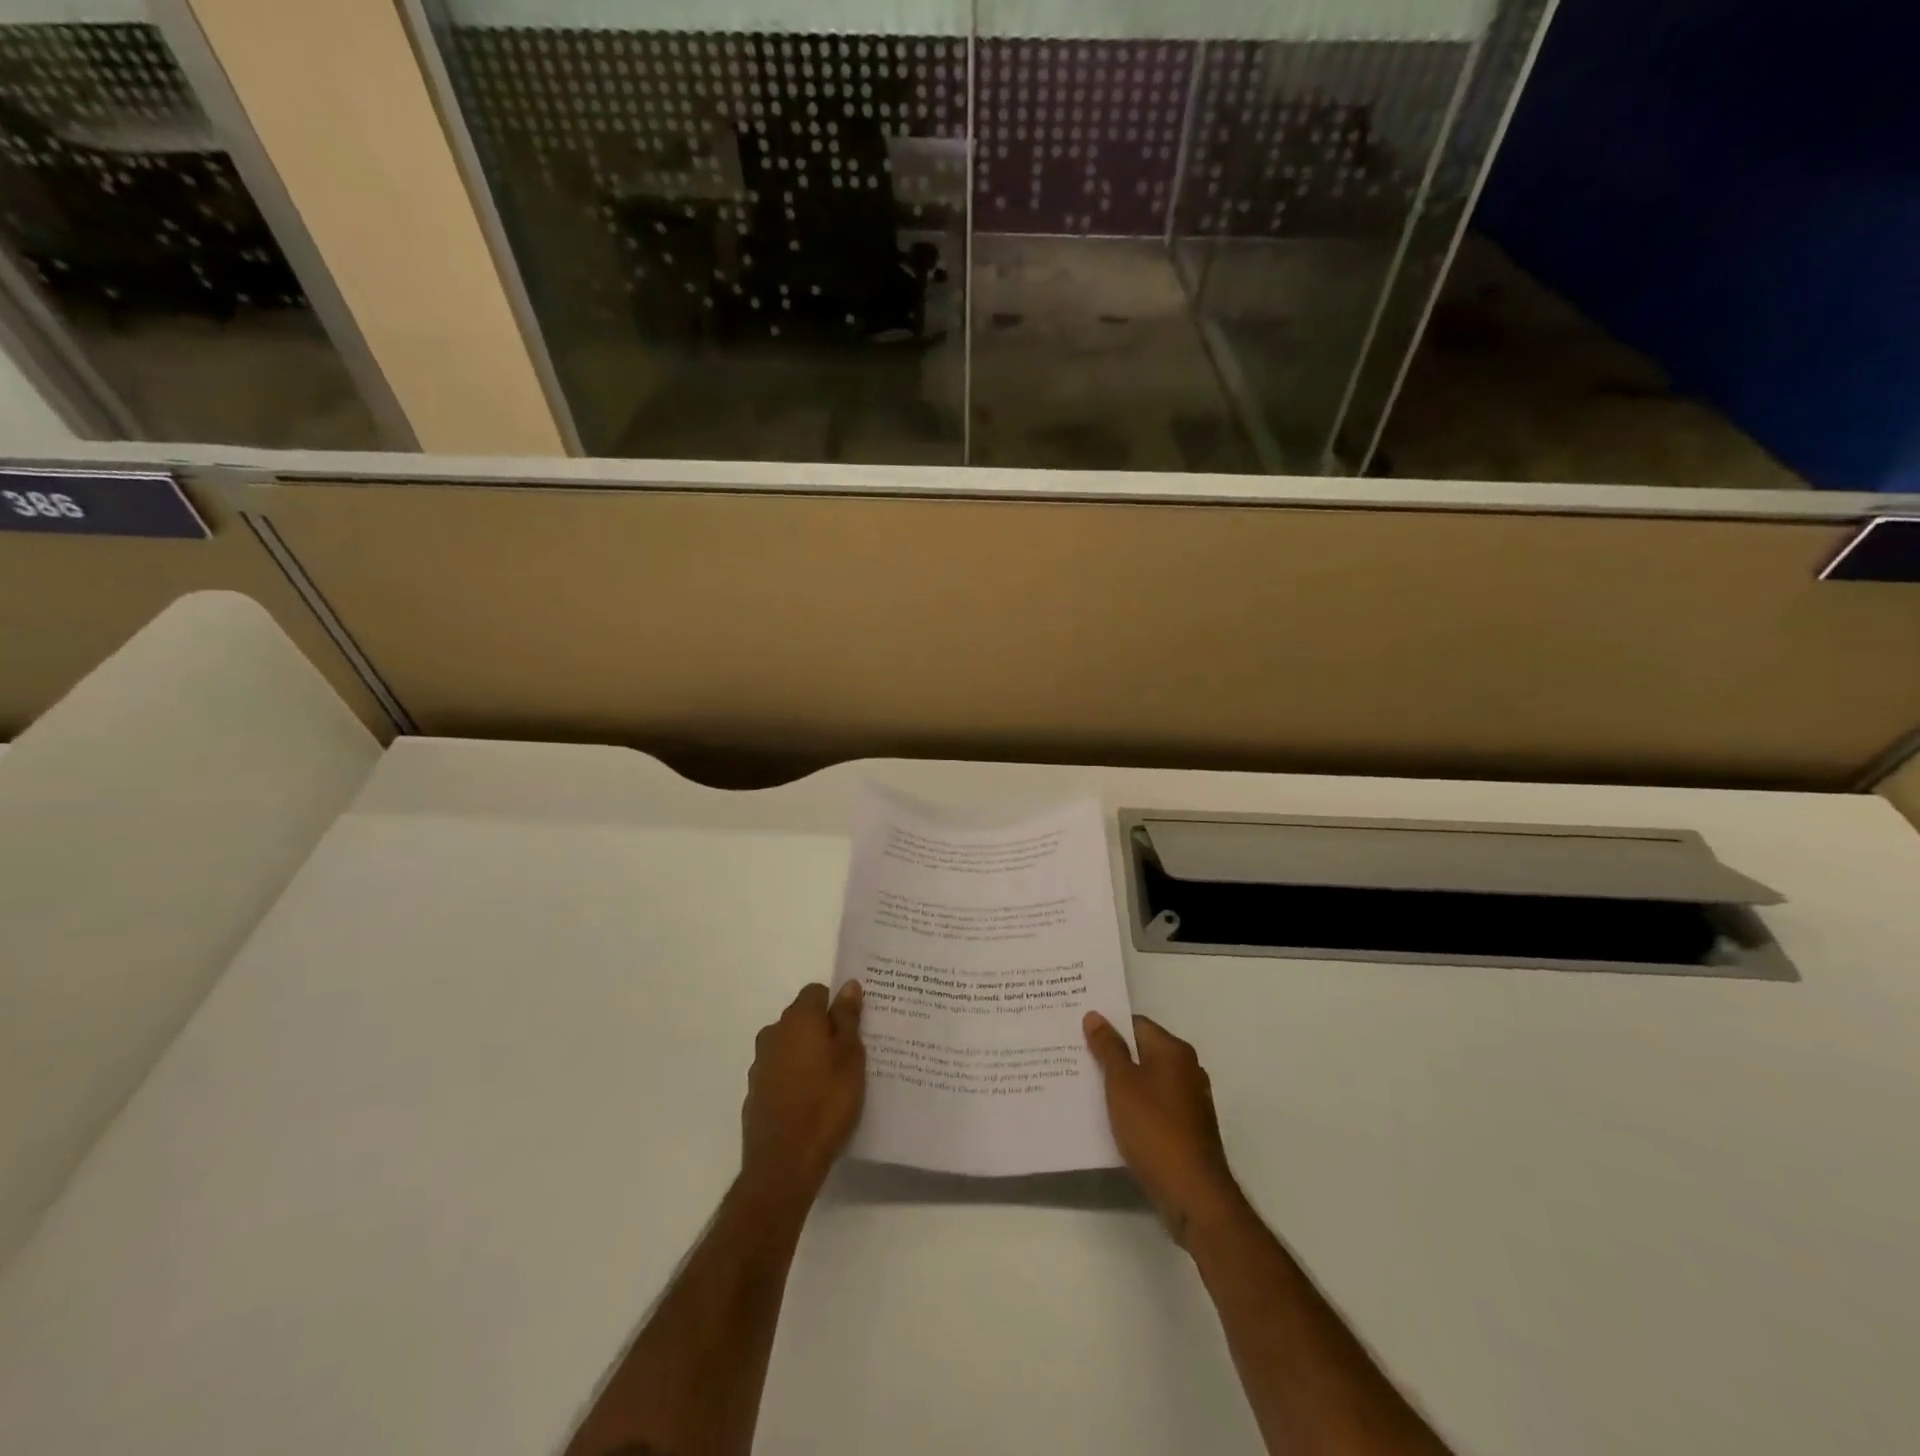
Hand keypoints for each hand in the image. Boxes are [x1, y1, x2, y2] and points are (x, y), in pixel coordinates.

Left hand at [741, 982, 865, 1205]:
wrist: (784, 1163)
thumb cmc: (827, 1103)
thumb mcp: (850, 1057)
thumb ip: (847, 1018)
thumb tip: (848, 985)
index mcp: (798, 1020)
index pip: (816, 993)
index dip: (835, 1005)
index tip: (853, 1026)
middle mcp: (774, 1034)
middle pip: (801, 1019)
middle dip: (822, 1029)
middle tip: (847, 1054)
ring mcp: (760, 1064)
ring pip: (789, 1046)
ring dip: (807, 1054)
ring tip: (831, 1081)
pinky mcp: (755, 1093)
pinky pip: (780, 1072)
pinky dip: (794, 1078)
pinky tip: (810, 1102)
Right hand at [1085, 1011, 1244, 1245]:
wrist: (1193, 1194)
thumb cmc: (1154, 1129)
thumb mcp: (1121, 1083)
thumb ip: (1108, 1047)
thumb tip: (1095, 1015)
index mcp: (1174, 1051)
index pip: (1136, 1024)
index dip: (1108, 1027)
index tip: (1079, 1034)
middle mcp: (1187, 1069)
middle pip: (1143, 1052)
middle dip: (1113, 1056)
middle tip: (1078, 1059)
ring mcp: (1191, 1101)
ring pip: (1148, 1081)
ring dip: (1123, 1085)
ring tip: (1088, 1089)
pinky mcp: (1189, 1129)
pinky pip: (1156, 1106)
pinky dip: (1136, 1108)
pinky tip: (1114, 1119)